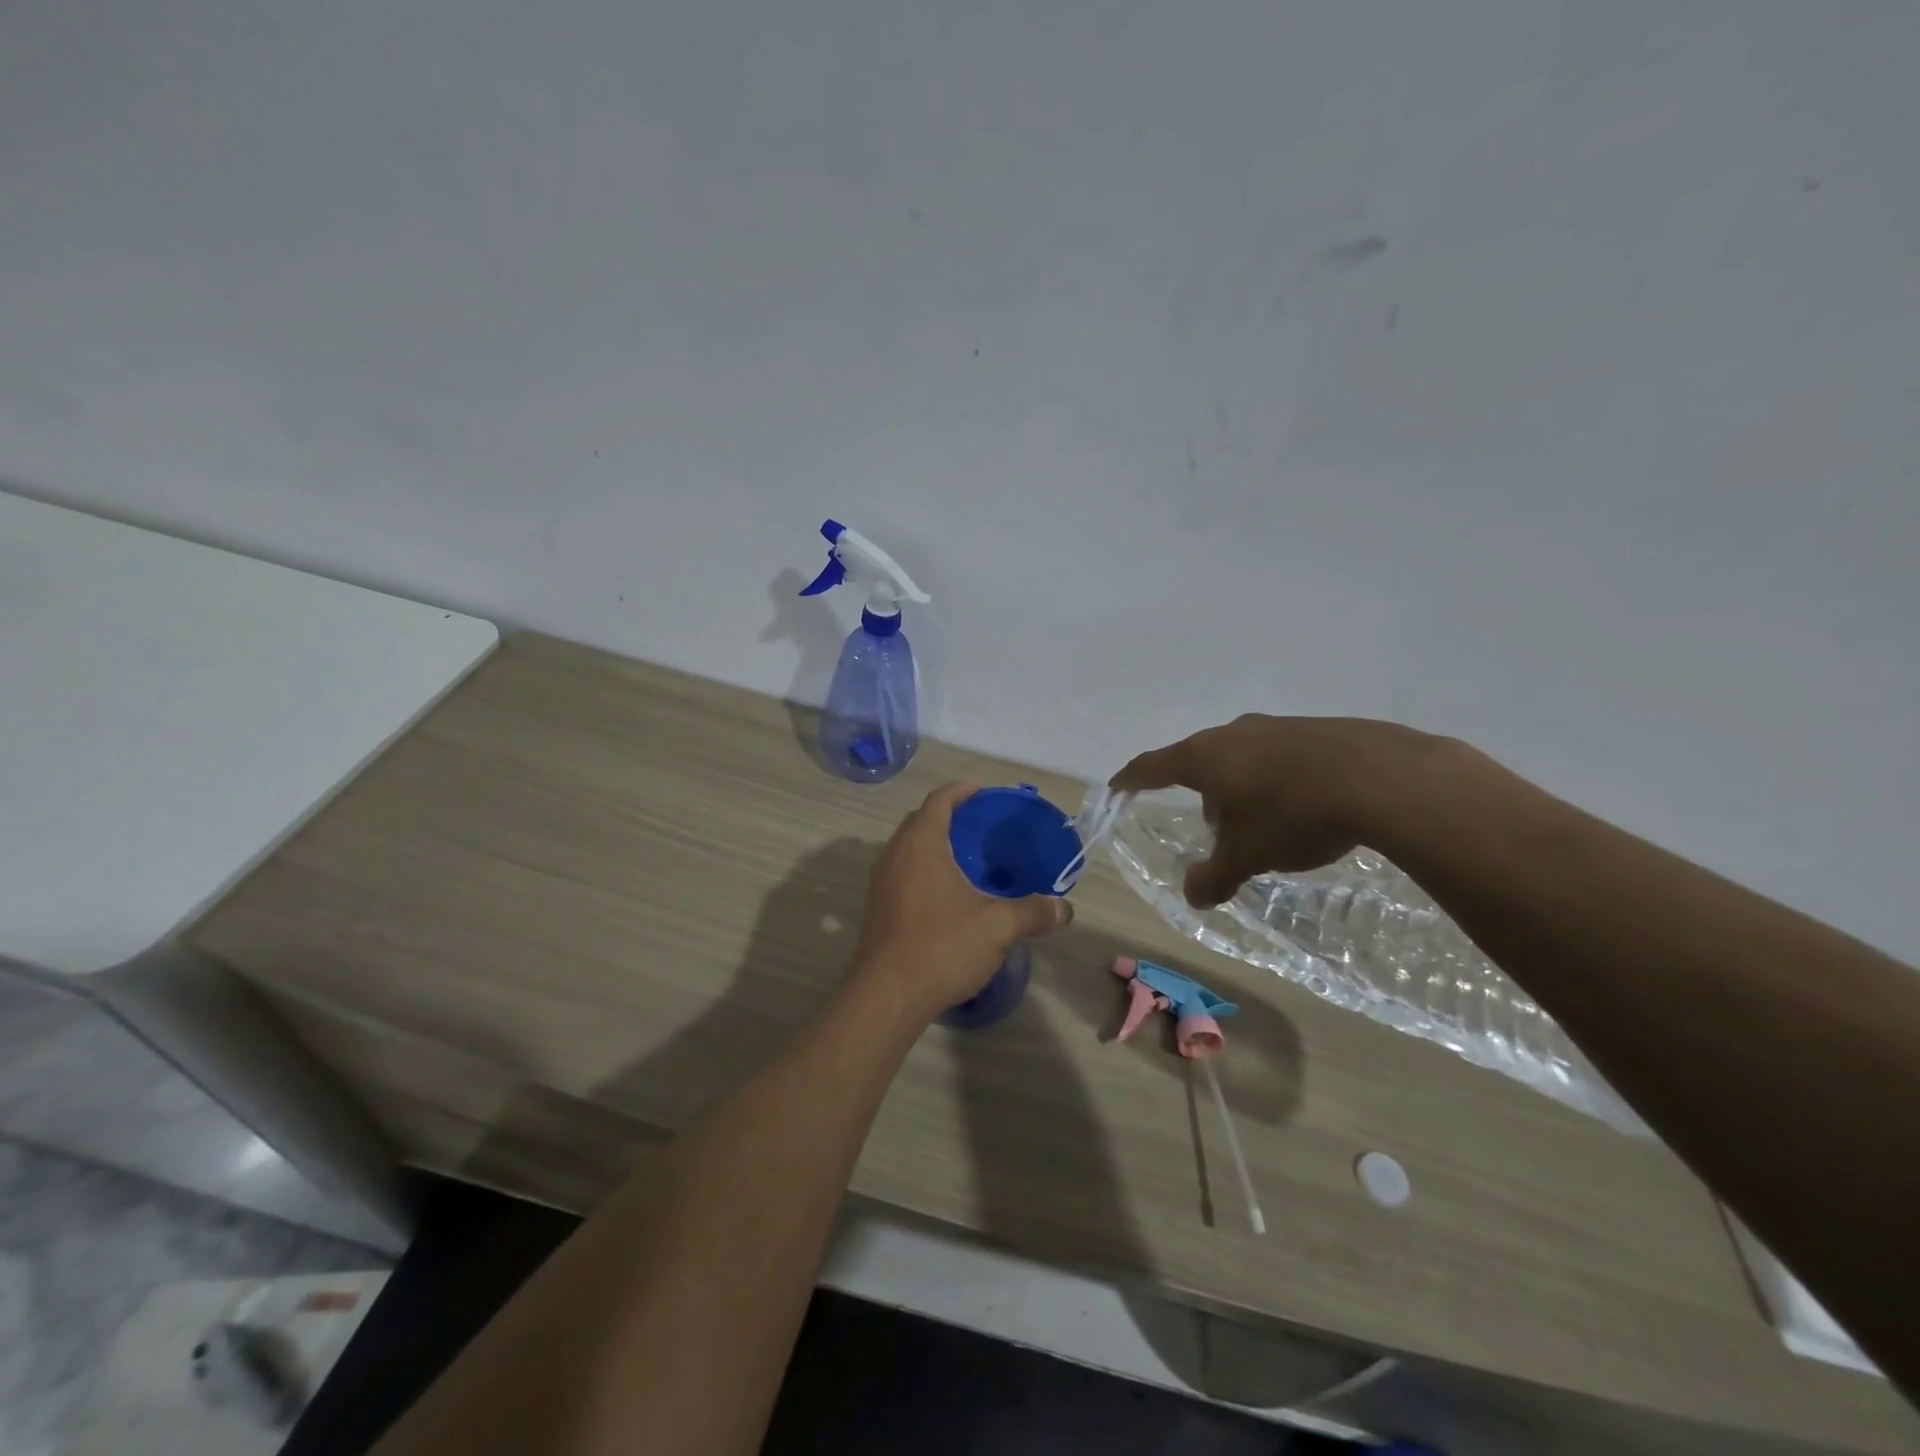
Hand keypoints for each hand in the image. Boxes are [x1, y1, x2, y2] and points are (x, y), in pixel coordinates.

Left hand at [854, 781, 1072, 1020]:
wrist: (887, 996)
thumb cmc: (942, 946)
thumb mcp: (998, 926)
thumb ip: (1033, 912)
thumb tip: (1065, 909)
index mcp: (920, 844)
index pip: (939, 801)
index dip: (962, 790)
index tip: (983, 788)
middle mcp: (895, 854)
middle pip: (921, 821)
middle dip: (949, 815)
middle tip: (981, 823)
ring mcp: (881, 882)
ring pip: (909, 849)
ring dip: (935, 844)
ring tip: (968, 857)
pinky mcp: (878, 908)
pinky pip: (904, 872)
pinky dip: (926, 869)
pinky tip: (949, 893)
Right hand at [1111, 715, 1439, 907]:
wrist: (1379, 777)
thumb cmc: (1291, 814)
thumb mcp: (1247, 856)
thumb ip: (1214, 876)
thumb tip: (1192, 897)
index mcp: (1204, 757)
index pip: (1152, 766)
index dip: (1131, 779)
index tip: (1117, 787)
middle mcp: (1233, 733)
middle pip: (1201, 763)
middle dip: (1203, 796)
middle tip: (1217, 832)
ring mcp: (1276, 726)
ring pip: (1242, 759)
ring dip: (1241, 790)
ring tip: (1265, 825)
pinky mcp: (1315, 729)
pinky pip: (1279, 757)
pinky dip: (1277, 782)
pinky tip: (1303, 808)